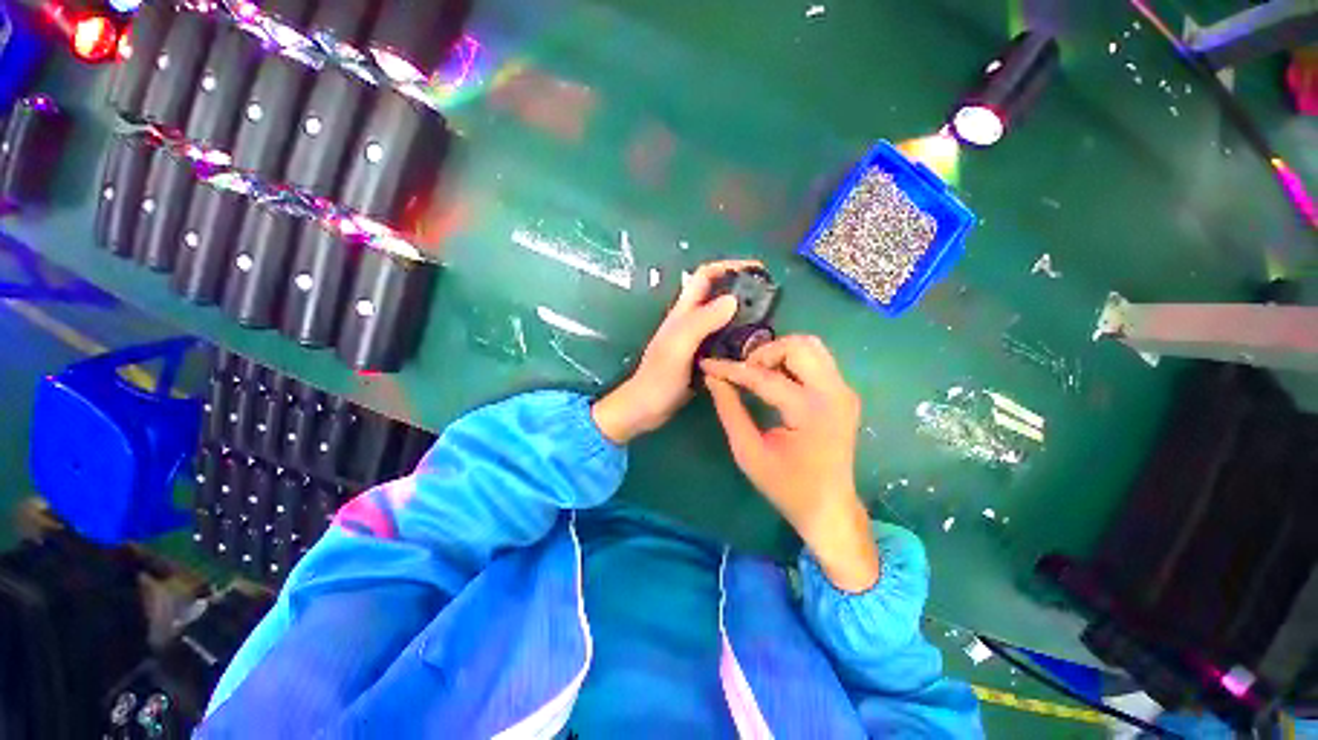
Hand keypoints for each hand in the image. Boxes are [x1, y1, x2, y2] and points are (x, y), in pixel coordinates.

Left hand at [592, 259, 762, 444]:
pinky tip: (753, 344)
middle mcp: (691, 320)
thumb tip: (733, 299)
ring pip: (723, 316)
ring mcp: (697, 339)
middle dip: (741, 288)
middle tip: (770, 296)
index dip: (729, 266)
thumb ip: (702, 322)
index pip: (705, 276)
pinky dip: (739, 335)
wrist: (646, 409)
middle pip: (717, 293)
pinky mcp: (702, 355)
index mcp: (683, 312)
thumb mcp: (679, 347)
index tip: (758, 269)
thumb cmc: (659, 378)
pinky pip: (724, 338)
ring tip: (768, 318)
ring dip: (743, 312)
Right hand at [702, 336, 879, 591]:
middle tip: (743, 373)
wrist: (829, 508)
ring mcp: (844, 391)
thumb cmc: (786, 486)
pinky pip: (817, 361)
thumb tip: (713, 379)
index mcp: (810, 411)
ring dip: (779, 353)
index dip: (731, 369)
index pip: (764, 376)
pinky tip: (775, 380)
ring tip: (758, 374)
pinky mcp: (844, 394)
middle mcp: (834, 393)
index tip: (707, 364)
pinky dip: (792, 362)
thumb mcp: (748, 452)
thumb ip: (730, 410)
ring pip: (811, 347)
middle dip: (763, 353)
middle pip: (798, 346)